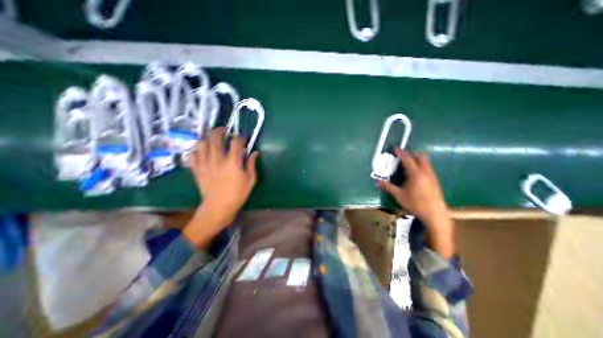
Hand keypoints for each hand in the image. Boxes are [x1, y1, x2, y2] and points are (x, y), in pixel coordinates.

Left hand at [183, 128, 258, 246]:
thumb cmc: (238, 194)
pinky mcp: (197, 170)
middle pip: (215, 137)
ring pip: (202, 144)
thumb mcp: (250, 179)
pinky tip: (202, 152)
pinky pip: (193, 155)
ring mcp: (205, 164)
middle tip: (224, 131)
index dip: (240, 137)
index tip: (242, 139)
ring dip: (207, 139)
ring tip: (212, 140)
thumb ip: (252, 164)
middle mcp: (217, 159)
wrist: (218, 207)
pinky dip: (197, 151)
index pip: (236, 142)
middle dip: (220, 131)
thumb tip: (255, 153)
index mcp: (232, 162)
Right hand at [383, 149, 454, 259]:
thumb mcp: (399, 195)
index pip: (407, 159)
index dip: (400, 152)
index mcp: (415, 173)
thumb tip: (377, 181)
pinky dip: (421, 165)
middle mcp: (425, 171)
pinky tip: (415, 174)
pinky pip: (427, 167)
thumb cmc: (415, 203)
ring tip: (407, 164)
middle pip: (420, 156)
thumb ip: (388, 187)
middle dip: (411, 154)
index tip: (395, 148)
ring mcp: (432, 175)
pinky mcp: (435, 180)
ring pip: (425, 161)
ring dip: (416, 159)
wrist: (435, 214)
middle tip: (401, 156)